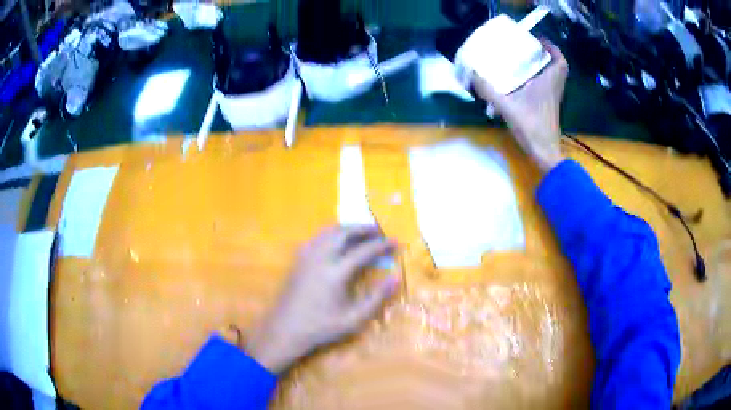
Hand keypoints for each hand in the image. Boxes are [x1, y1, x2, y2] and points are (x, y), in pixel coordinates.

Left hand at [246, 225, 398, 373]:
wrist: (286, 329)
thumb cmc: (322, 327)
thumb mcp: (354, 319)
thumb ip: (376, 297)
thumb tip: (396, 277)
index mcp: (336, 273)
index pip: (364, 251)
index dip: (381, 245)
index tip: (395, 242)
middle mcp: (321, 258)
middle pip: (344, 233)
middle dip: (363, 229)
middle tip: (379, 231)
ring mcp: (307, 257)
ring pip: (328, 232)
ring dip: (347, 228)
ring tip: (361, 232)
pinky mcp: (298, 260)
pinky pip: (317, 238)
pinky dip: (332, 234)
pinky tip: (336, 242)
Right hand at [473, 40, 568, 172]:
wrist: (544, 152)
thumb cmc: (532, 127)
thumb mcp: (507, 107)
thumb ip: (488, 90)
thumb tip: (472, 75)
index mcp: (549, 83)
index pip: (560, 60)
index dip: (553, 47)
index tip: (540, 40)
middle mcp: (554, 88)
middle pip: (558, 67)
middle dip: (548, 55)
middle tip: (532, 49)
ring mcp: (553, 98)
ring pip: (554, 77)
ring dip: (544, 67)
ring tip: (526, 61)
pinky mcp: (549, 107)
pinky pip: (548, 86)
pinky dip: (540, 80)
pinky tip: (523, 83)